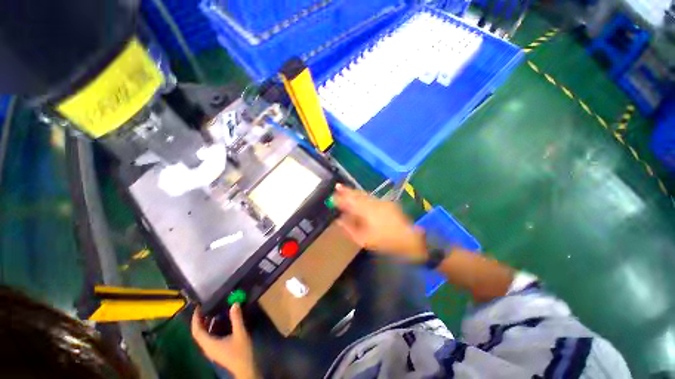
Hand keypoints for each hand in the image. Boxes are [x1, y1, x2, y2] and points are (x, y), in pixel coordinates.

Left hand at [191, 304, 257, 378]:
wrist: (245, 367)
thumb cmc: (241, 352)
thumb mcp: (240, 333)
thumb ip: (236, 318)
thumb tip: (234, 303)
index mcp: (209, 344)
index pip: (197, 331)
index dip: (195, 319)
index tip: (198, 307)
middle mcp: (207, 347)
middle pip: (199, 332)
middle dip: (201, 319)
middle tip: (206, 306)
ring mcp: (212, 349)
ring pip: (205, 334)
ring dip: (207, 323)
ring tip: (214, 310)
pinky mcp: (217, 349)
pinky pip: (210, 336)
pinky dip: (213, 327)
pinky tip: (222, 320)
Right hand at [334, 184, 426, 261]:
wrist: (408, 238)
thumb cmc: (384, 241)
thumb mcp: (363, 239)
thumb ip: (350, 228)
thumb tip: (339, 220)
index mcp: (366, 211)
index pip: (349, 202)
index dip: (340, 199)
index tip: (332, 196)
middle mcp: (372, 203)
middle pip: (357, 194)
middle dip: (346, 190)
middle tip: (337, 186)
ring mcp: (380, 201)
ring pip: (364, 194)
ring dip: (354, 191)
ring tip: (345, 189)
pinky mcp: (386, 203)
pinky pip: (371, 197)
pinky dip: (363, 195)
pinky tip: (360, 196)